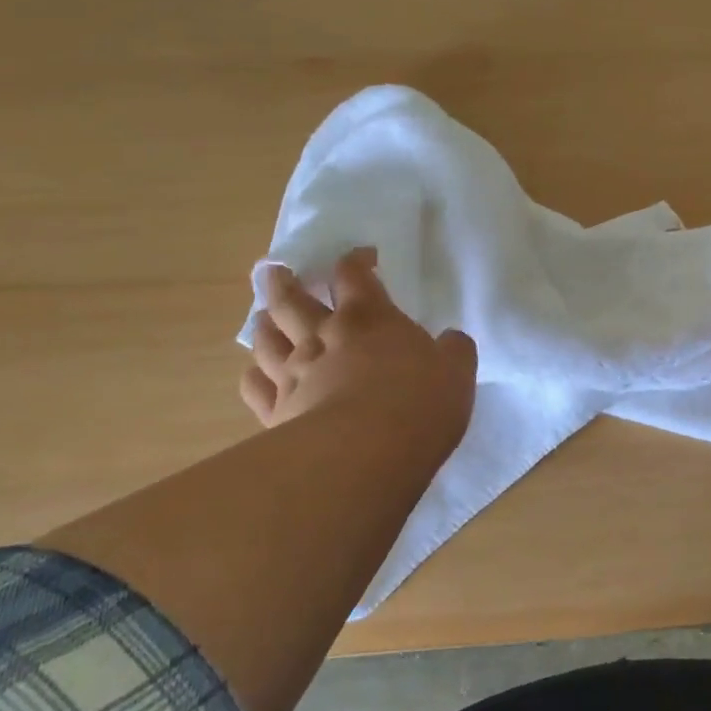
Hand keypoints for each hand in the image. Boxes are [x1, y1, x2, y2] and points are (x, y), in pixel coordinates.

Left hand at [242, 249, 477, 468]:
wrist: (366, 453)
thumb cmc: (419, 403)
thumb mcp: (457, 370)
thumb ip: (453, 350)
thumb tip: (451, 340)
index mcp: (370, 317)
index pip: (354, 274)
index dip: (356, 260)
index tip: (364, 257)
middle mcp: (325, 336)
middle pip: (293, 299)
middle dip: (285, 281)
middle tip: (274, 270)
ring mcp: (294, 373)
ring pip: (267, 338)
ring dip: (264, 322)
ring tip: (262, 315)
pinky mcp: (276, 412)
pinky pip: (254, 386)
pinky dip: (253, 375)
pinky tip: (256, 374)